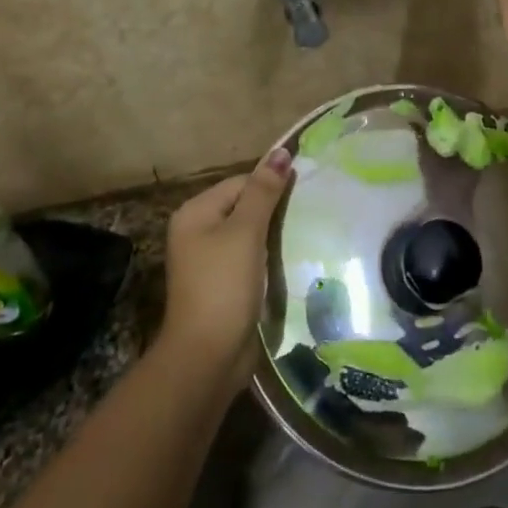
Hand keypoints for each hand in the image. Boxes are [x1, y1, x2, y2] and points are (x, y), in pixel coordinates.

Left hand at [161, 148, 292, 375]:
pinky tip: (292, 260)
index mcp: (195, 213)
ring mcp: (210, 261)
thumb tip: (281, 152)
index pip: (241, 183)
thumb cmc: (224, 286)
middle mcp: (198, 232)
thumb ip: (264, 192)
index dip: (272, 186)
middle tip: (312, 212)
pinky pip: (251, 259)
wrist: (208, 356)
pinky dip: (270, 257)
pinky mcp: (224, 285)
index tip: (306, 194)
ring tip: (307, 233)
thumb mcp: (245, 232)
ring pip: (251, 234)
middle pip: (245, 206)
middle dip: (275, 210)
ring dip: (275, 235)